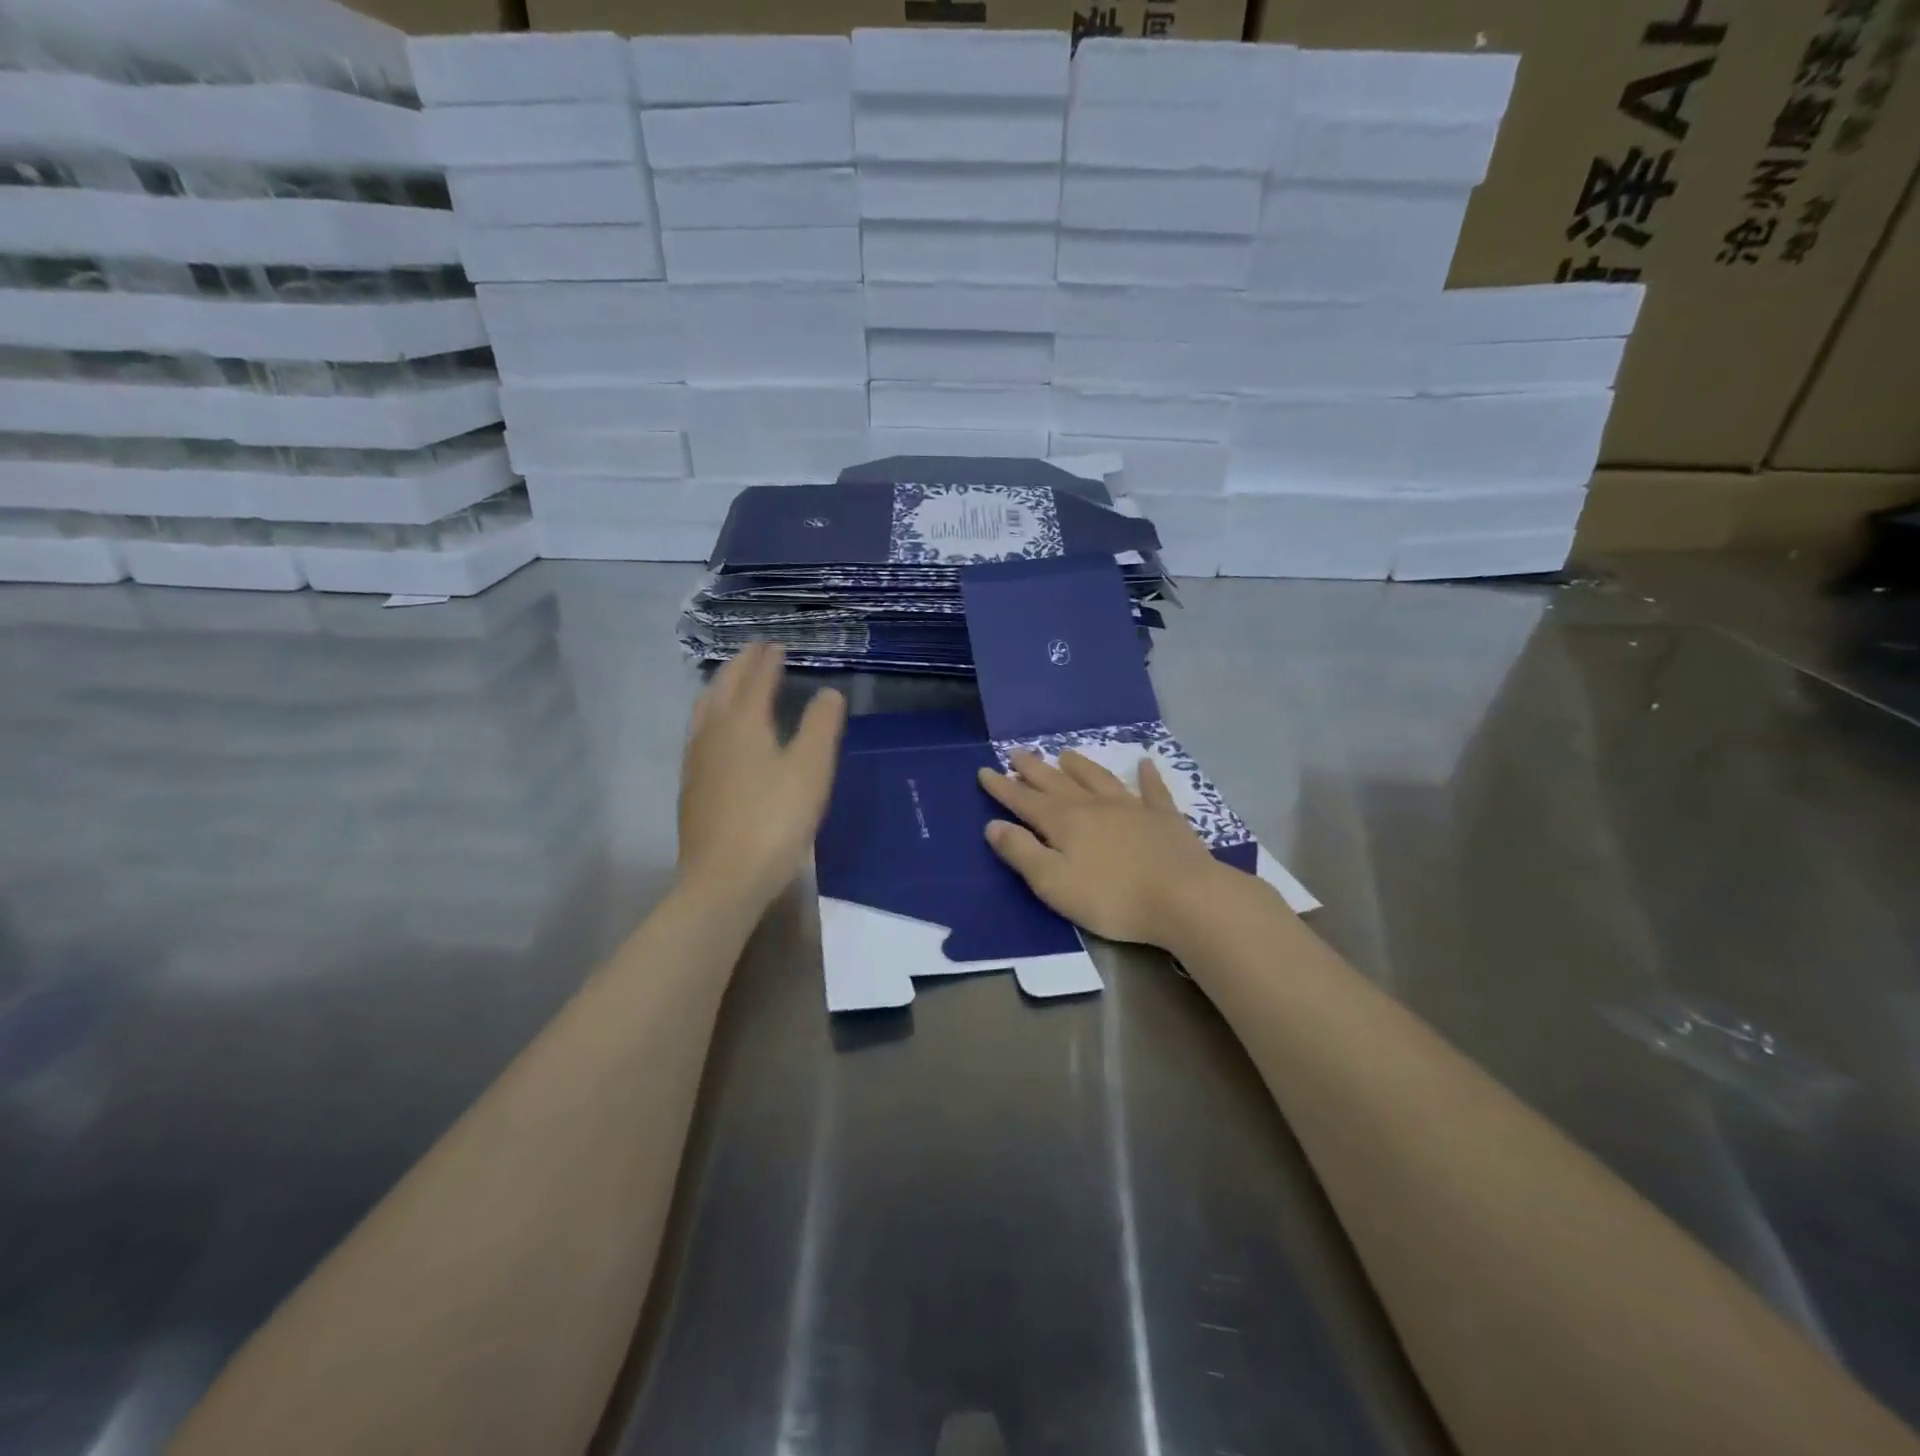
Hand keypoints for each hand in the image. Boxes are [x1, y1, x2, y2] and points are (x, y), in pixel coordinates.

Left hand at [678, 642, 845, 912]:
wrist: (724, 878)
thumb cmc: (775, 820)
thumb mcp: (810, 769)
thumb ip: (821, 726)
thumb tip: (828, 693)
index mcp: (743, 722)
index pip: (755, 679)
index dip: (768, 660)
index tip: (777, 645)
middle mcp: (713, 732)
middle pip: (724, 687)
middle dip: (741, 665)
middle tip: (756, 651)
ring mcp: (697, 760)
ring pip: (705, 709)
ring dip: (721, 686)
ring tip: (733, 680)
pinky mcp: (691, 786)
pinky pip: (699, 732)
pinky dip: (711, 714)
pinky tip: (716, 732)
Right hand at [977, 749, 1230, 948]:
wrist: (1184, 898)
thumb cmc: (1112, 897)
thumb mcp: (1054, 883)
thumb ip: (1022, 852)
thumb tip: (994, 825)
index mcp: (1064, 822)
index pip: (1024, 800)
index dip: (1002, 787)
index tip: (984, 770)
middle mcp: (1094, 805)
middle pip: (1057, 782)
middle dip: (1033, 769)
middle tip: (1016, 752)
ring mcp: (1132, 807)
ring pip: (1098, 779)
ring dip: (1080, 765)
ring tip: (1064, 753)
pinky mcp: (1164, 818)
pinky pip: (1152, 790)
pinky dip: (1146, 776)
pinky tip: (1145, 763)